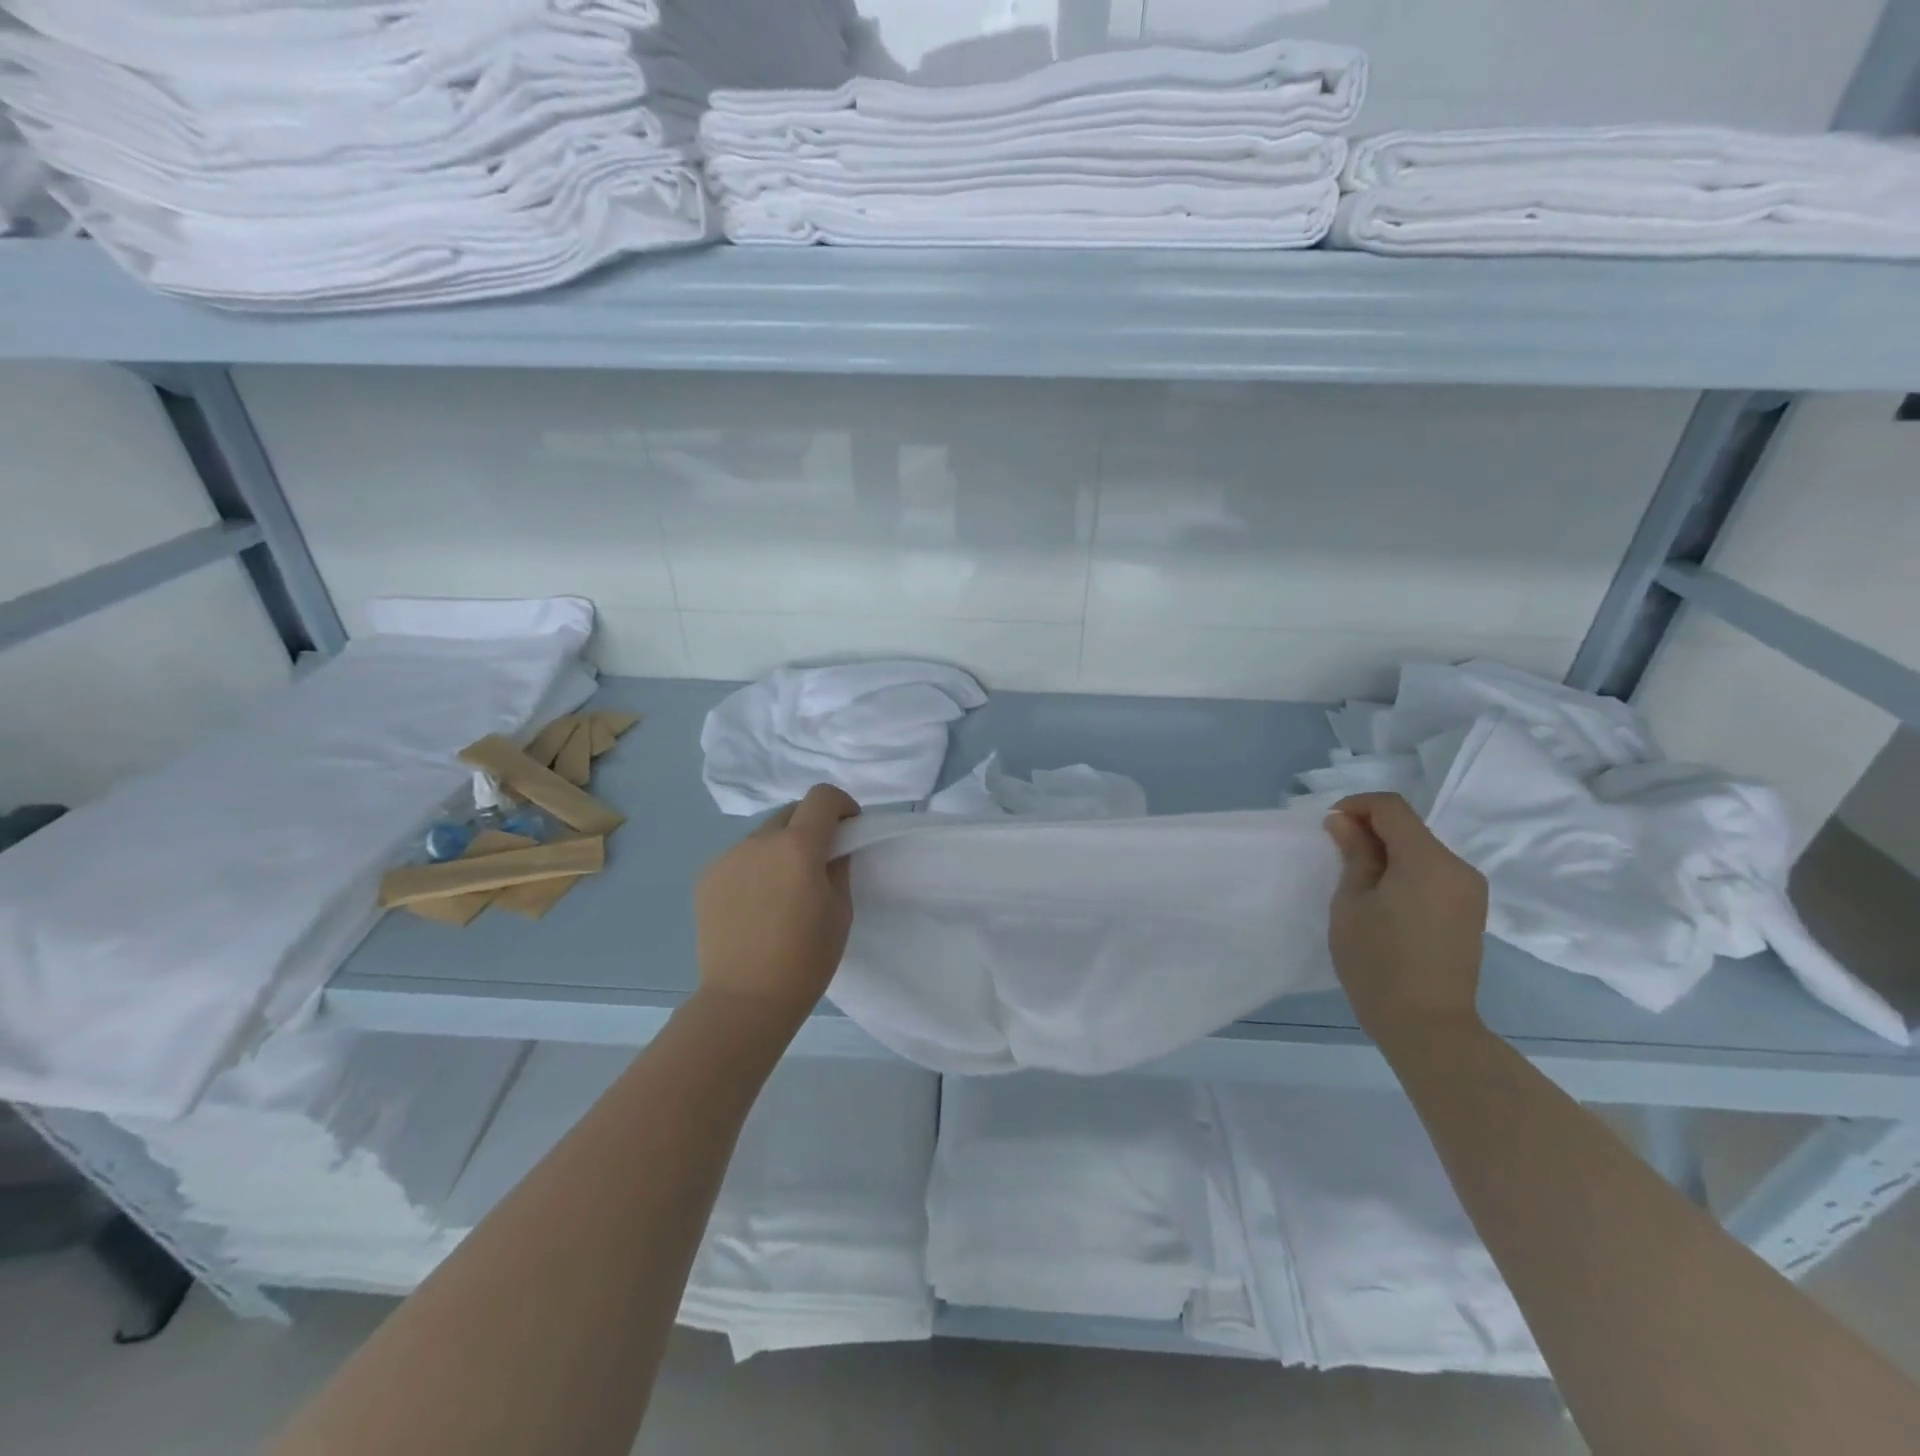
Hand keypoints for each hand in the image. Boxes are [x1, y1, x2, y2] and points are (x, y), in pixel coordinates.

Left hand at [694, 784, 859, 1024]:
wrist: (745, 1000)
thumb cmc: (805, 960)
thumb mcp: (840, 911)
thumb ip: (838, 867)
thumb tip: (832, 848)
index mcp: (798, 846)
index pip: (822, 797)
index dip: (841, 804)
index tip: (849, 827)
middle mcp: (759, 840)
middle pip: (791, 812)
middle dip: (811, 826)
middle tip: (818, 862)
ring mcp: (727, 857)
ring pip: (763, 836)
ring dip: (780, 847)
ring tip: (783, 889)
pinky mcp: (706, 877)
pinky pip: (740, 858)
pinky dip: (755, 867)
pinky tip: (756, 905)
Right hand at [1324, 792, 1487, 1046]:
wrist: (1428, 1025)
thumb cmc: (1378, 962)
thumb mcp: (1351, 903)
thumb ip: (1353, 855)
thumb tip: (1344, 822)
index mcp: (1428, 860)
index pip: (1392, 808)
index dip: (1356, 806)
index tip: (1329, 826)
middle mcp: (1458, 867)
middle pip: (1410, 827)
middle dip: (1371, 829)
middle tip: (1337, 852)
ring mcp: (1469, 890)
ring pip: (1422, 850)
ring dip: (1388, 851)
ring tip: (1358, 877)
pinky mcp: (1470, 910)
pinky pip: (1434, 873)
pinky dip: (1406, 870)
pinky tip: (1385, 897)